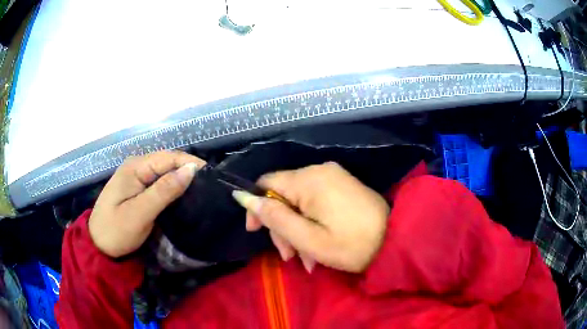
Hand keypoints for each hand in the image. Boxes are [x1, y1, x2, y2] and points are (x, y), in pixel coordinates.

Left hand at [88, 151, 205, 257]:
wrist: (99, 245)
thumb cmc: (116, 230)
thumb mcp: (139, 213)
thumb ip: (164, 191)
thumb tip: (190, 170)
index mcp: (135, 167)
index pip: (168, 157)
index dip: (190, 163)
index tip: (212, 176)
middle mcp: (136, 166)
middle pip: (167, 162)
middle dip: (188, 170)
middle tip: (210, 186)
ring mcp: (136, 177)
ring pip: (165, 172)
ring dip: (182, 179)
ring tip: (202, 189)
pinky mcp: (138, 188)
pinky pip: (159, 182)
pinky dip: (173, 187)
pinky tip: (184, 194)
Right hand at [232, 162, 389, 272]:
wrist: (397, 239)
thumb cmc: (352, 245)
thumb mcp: (308, 239)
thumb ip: (275, 217)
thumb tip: (244, 196)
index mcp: (310, 179)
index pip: (267, 183)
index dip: (257, 207)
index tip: (256, 232)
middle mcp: (320, 171)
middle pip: (284, 194)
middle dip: (282, 227)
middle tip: (290, 256)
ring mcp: (334, 177)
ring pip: (299, 201)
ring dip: (298, 230)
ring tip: (308, 260)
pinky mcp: (343, 186)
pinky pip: (316, 201)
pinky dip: (312, 223)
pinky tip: (318, 248)